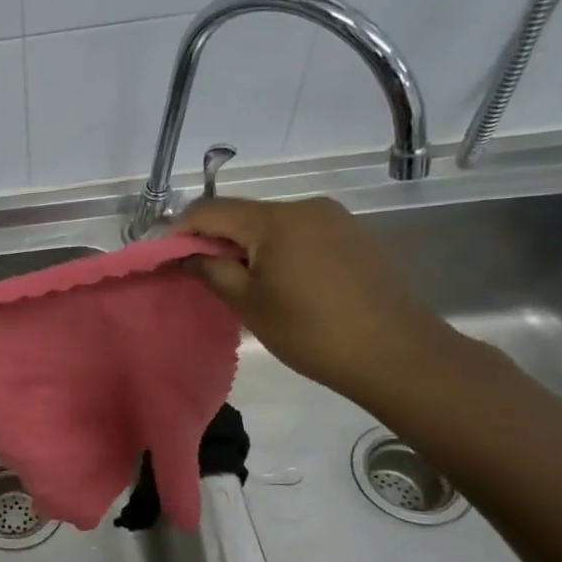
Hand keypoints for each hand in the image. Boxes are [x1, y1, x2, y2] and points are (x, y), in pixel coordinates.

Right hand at [175, 196, 463, 405]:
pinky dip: (276, 251)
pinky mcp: (353, 236)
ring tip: (238, 284)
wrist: (396, 354)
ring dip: (245, 246)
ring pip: (270, 224)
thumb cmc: (311, 331)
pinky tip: (279, 284)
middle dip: (213, 240)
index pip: (209, 210)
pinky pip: (299, 234)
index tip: (164, 260)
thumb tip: (182, 255)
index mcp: (275, 219)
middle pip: (241, 214)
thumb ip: (208, 270)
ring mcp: (334, 219)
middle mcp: (305, 207)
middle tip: (198, 276)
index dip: (179, 231)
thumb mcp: (247, 303)